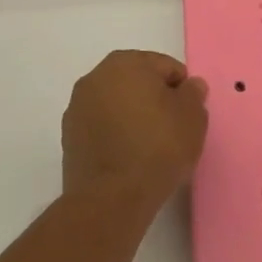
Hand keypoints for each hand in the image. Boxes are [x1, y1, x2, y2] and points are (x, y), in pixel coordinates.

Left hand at [61, 50, 209, 206]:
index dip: (182, 90)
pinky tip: (129, 157)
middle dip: (155, 100)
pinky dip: (116, 135)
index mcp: (125, 62)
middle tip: (172, 129)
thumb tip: (189, 86)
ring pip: (117, 104)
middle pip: (138, 82)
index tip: (187, 115)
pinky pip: (102, 127)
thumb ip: (193, 93)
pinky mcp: (68, 138)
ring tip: (149, 147)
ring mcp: (77, 108)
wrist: (111, 198)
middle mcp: (95, 77)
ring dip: (133, 116)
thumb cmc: (158, 147)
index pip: (165, 67)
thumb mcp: (193, 116)